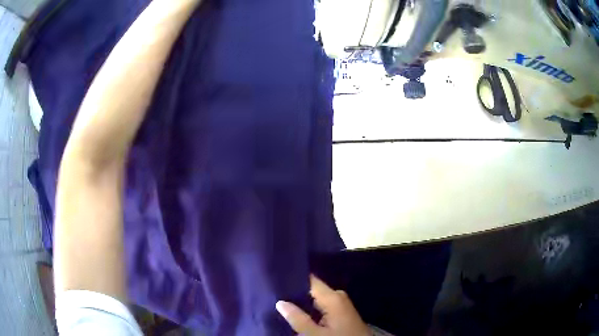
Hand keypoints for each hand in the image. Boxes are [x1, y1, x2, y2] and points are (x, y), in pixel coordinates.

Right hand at [276, 275, 369, 335]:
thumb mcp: (314, 333)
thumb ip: (297, 318)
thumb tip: (280, 302)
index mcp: (333, 297)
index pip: (310, 280)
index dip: (293, 280)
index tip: (277, 282)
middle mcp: (338, 296)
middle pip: (312, 290)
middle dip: (295, 295)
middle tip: (276, 297)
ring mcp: (341, 304)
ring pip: (316, 299)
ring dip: (303, 304)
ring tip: (283, 304)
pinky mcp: (342, 313)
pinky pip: (323, 306)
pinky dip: (311, 310)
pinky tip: (299, 314)